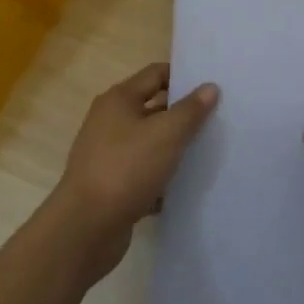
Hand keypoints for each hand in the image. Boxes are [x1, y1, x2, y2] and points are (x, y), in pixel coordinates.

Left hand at [49, 62, 218, 276]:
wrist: (86, 228)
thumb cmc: (126, 169)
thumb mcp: (166, 134)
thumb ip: (190, 110)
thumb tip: (210, 87)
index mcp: (118, 100)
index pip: (156, 74)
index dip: (183, 76)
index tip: (212, 86)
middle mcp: (109, 122)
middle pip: (153, 108)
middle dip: (183, 114)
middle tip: (217, 118)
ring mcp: (108, 154)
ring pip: (150, 142)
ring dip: (174, 147)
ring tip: (207, 151)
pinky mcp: (111, 184)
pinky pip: (143, 172)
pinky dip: (162, 176)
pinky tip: (185, 185)